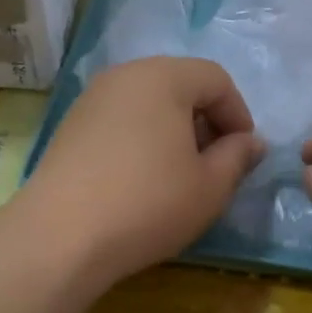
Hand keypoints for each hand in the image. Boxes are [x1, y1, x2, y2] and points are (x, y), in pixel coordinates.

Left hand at [22, 57, 264, 291]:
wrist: (59, 237)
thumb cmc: (148, 204)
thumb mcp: (210, 186)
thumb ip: (238, 156)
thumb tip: (251, 142)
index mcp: (163, 77)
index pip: (216, 79)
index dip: (238, 114)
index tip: (242, 155)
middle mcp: (125, 75)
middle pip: (181, 84)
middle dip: (206, 120)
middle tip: (213, 163)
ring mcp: (92, 98)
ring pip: (149, 101)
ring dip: (174, 129)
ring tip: (178, 173)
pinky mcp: (71, 125)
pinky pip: (121, 118)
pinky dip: (142, 137)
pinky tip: (141, 178)